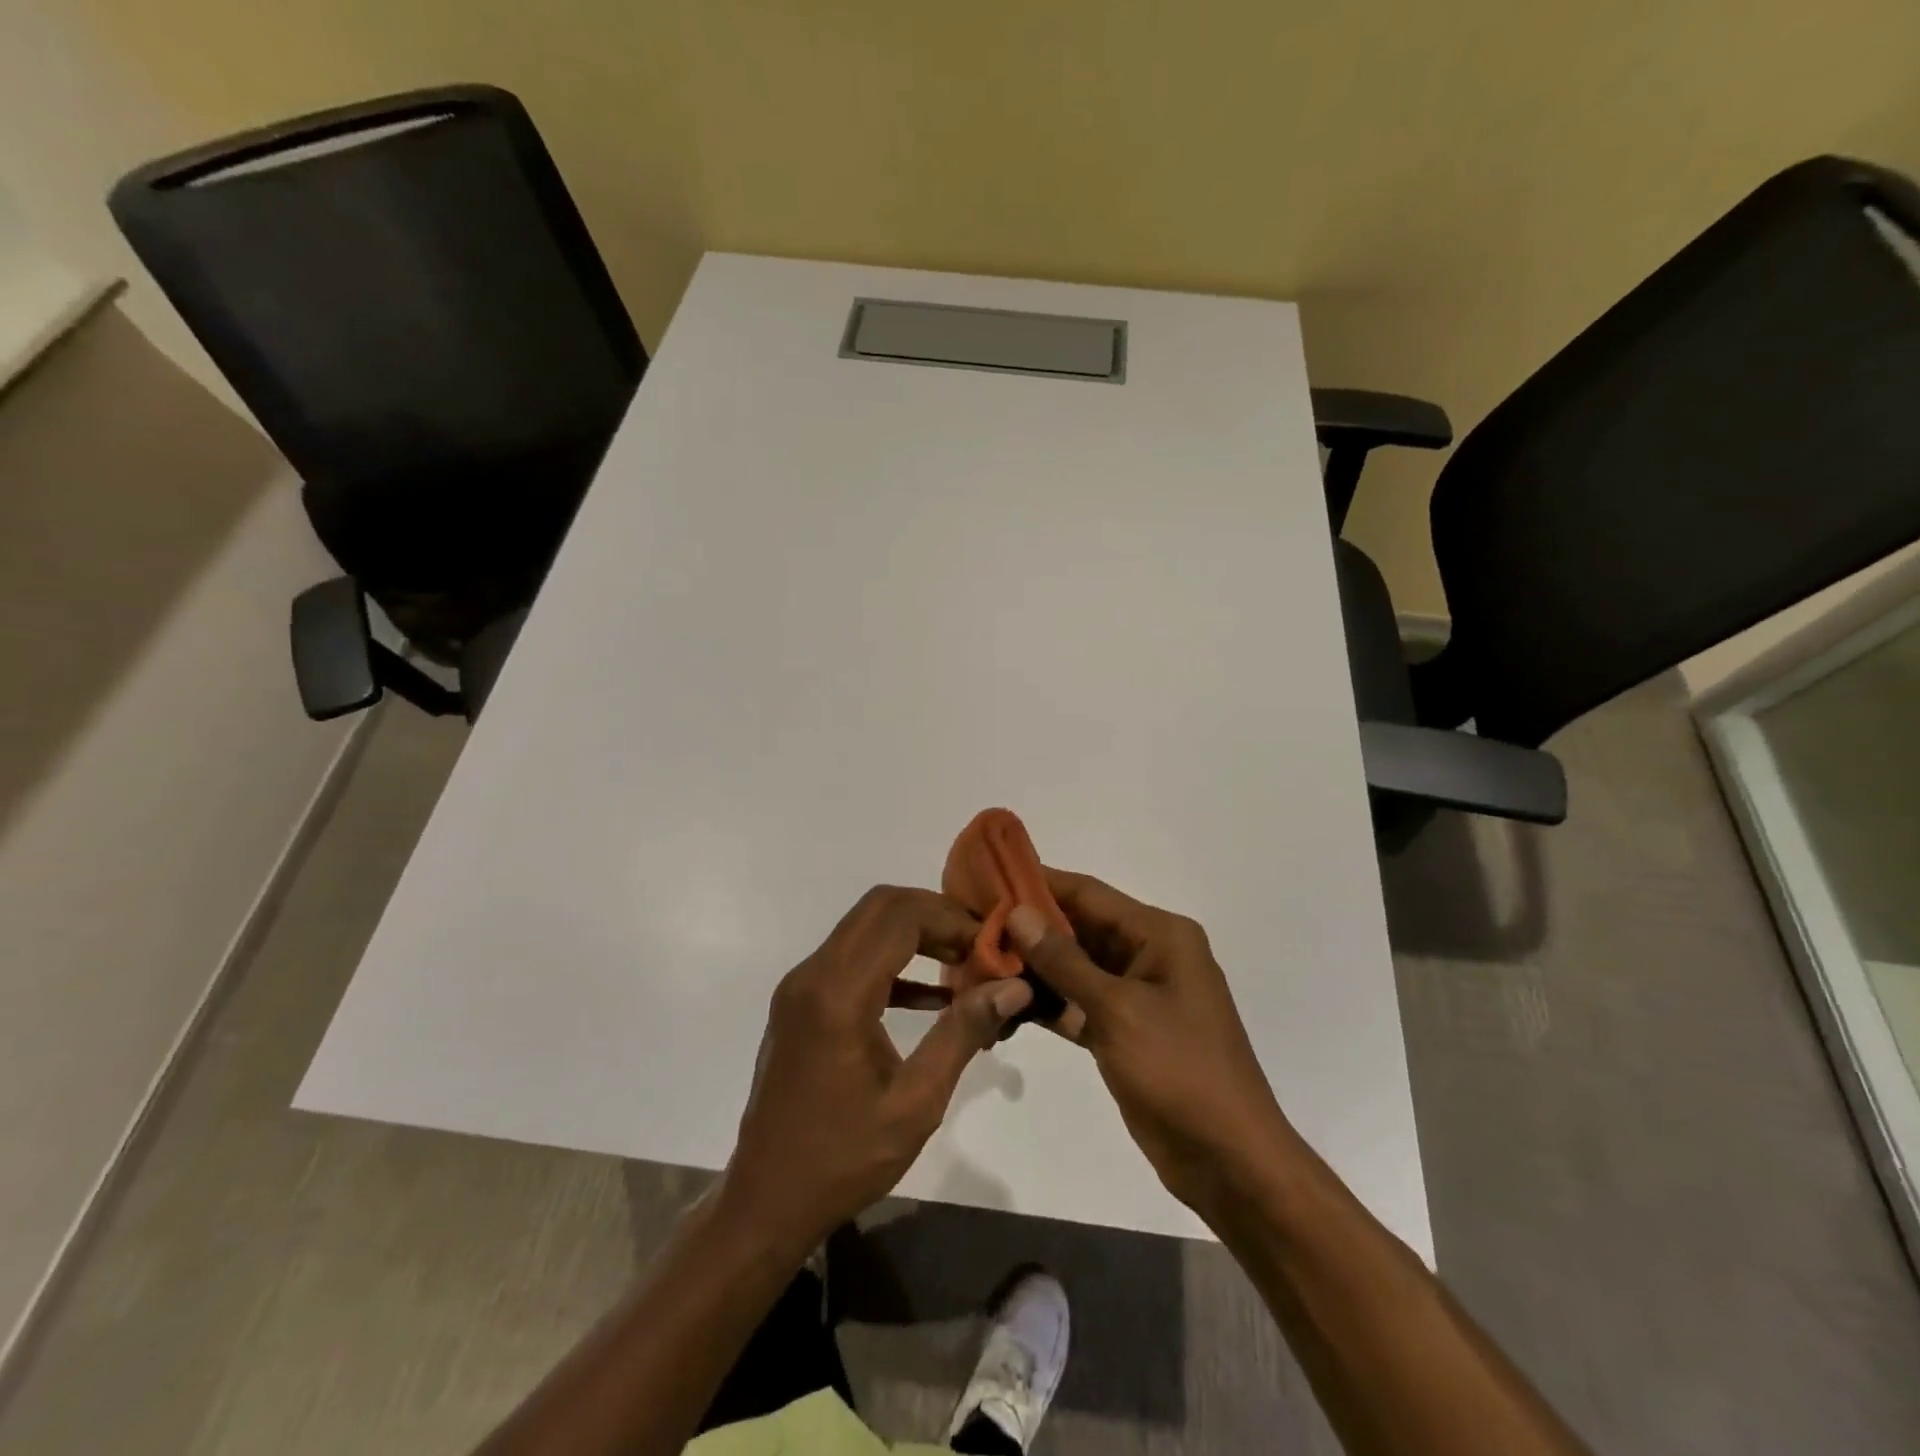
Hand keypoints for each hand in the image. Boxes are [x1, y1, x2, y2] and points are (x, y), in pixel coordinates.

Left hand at [721, 886, 1033, 1257]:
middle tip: (980, 945)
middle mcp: (812, 974)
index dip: (951, 920)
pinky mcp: (801, 1002)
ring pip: (865, 926)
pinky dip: (893, 961)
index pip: (900, 917)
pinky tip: (933, 995)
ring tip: (964, 961)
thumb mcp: (915, 1103)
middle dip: (935, 914)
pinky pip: (852, 959)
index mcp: (838, 994)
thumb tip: (1013, 986)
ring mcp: (801, 986)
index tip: (992, 947)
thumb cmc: (842, 1160)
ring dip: (915, 932)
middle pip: (880, 907)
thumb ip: (963, 1033)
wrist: (765, 1202)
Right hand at [1007, 870, 1292, 1219]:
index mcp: (1160, 935)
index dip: (1039, 883)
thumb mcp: (1118, 1010)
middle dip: (1028, 929)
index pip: (1089, 893)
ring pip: (1074, 968)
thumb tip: (1017, 912)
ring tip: (976, 966)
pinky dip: (1046, 1005)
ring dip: (1032, 969)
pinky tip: (1003, 1008)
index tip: (988, 878)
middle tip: (972, 927)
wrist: (1229, 1162)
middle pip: (1078, 928)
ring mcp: (1136, 995)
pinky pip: (1078, 1004)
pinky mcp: (1123, 1031)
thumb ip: (1064, 961)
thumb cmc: (1180, 1071)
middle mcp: (1148, 955)